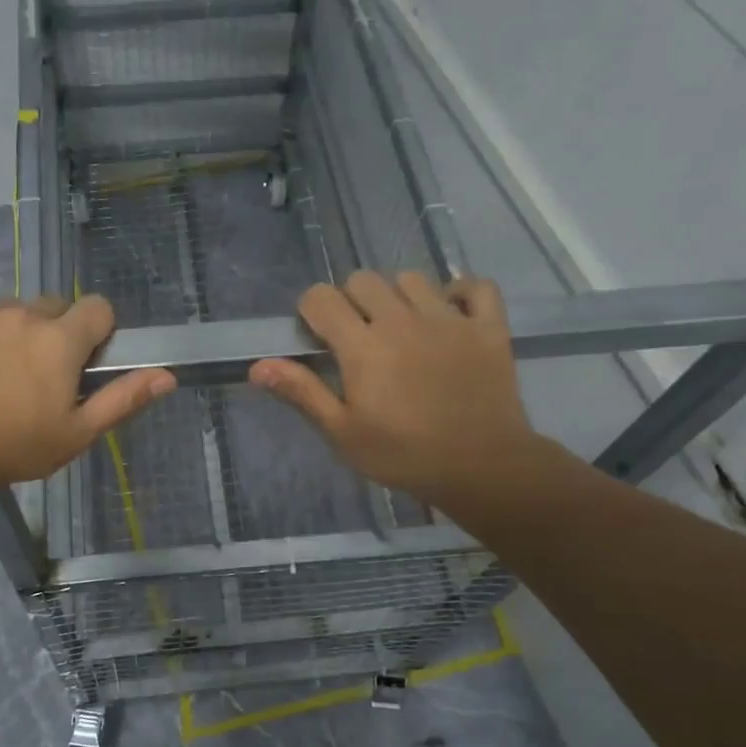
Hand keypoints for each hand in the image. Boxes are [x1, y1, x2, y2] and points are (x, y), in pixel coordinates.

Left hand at [0, 296, 174, 490]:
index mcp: (59, 339)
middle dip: (53, 333)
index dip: (98, 332)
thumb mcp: (76, 434)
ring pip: (7, 311)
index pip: (98, 307)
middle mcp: (20, 313)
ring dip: (10, 333)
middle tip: (37, 376)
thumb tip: (168, 375)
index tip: (83, 362)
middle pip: (51, 307)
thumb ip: (123, 399)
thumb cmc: (12, 447)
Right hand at [248, 271, 548, 512]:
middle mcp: (402, 320)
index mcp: (362, 346)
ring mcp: (449, 319)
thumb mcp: (342, 432)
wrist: (482, 468)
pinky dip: (460, 293)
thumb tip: (257, 366)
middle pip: (363, 280)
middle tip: (357, 336)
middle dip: (351, 301)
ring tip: (402, 327)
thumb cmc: (403, 455)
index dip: (312, 311)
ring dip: (399, 296)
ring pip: (412, 278)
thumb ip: (302, 392)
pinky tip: (450, 315)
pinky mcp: (488, 327)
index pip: (321, 297)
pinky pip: (475, 286)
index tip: (317, 337)